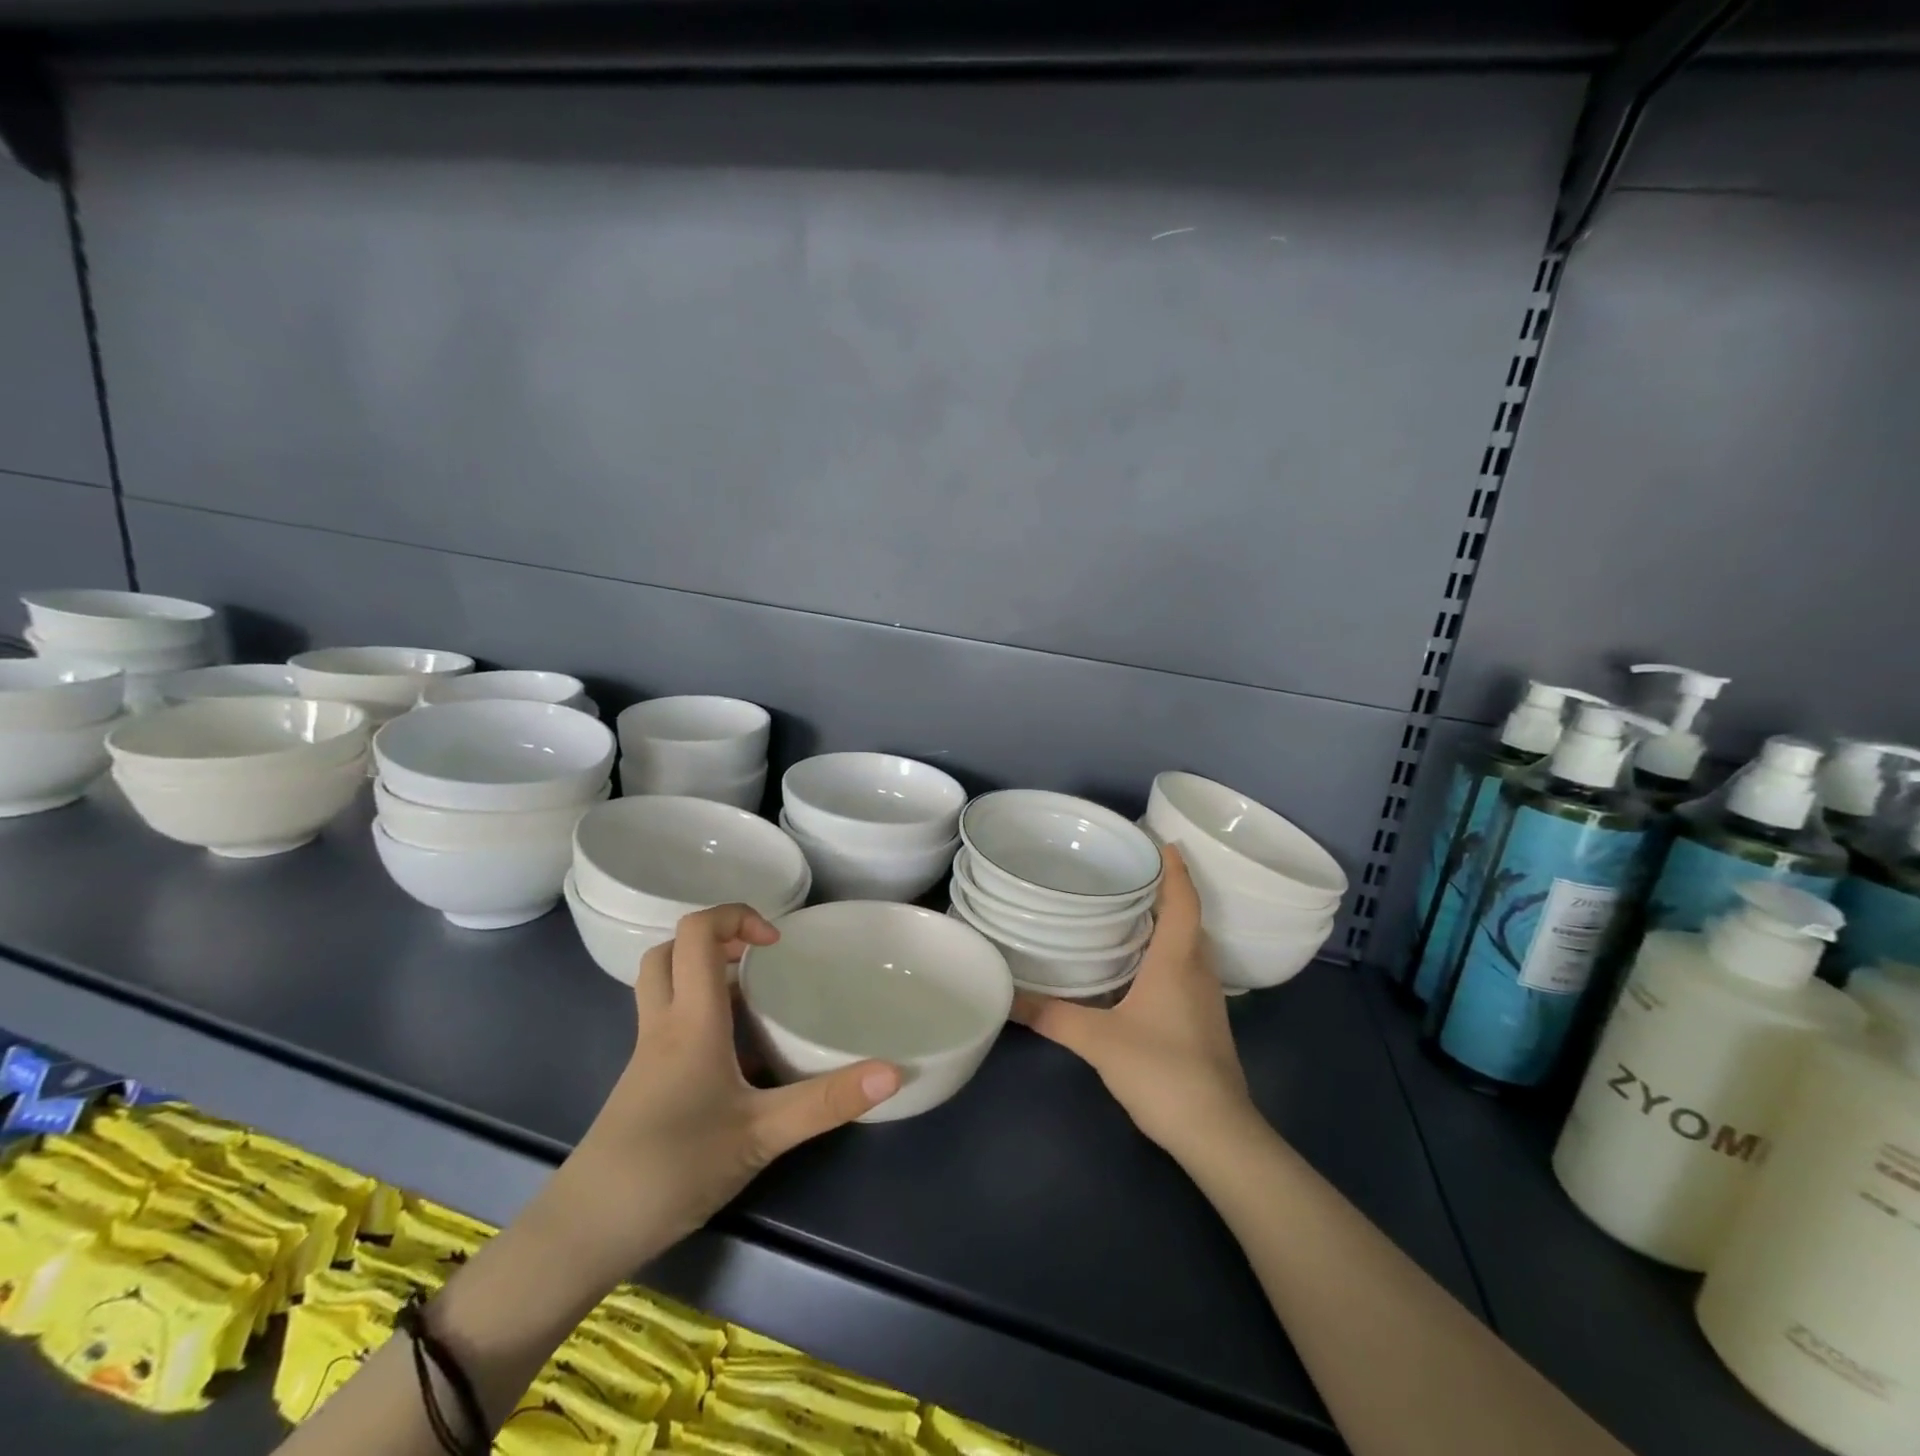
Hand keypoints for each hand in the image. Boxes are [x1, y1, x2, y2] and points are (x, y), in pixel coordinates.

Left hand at [535, 905, 901, 1289]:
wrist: (586, 1232)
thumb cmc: (673, 1168)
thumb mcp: (762, 1135)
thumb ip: (827, 1102)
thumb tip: (893, 1071)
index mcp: (690, 1020)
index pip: (696, 932)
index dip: (736, 917)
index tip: (776, 944)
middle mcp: (663, 1025)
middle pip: (670, 951)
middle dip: (716, 940)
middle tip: (761, 962)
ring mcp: (647, 1055)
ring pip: (664, 985)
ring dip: (703, 974)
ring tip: (755, 999)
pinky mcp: (643, 1082)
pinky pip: (668, 1022)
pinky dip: (698, 1014)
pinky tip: (735, 1056)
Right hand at [1013, 845, 1256, 1159]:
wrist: (1217, 1132)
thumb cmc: (1162, 1070)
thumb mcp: (1098, 1041)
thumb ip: (1052, 1016)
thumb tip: (1007, 998)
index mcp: (1178, 960)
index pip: (1183, 900)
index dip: (1175, 869)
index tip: (1161, 841)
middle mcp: (1198, 970)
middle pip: (1189, 918)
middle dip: (1166, 890)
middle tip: (1130, 872)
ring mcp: (1206, 998)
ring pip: (1190, 945)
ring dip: (1168, 922)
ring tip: (1130, 909)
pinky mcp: (1204, 1021)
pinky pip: (1187, 969)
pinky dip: (1168, 952)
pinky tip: (1140, 965)